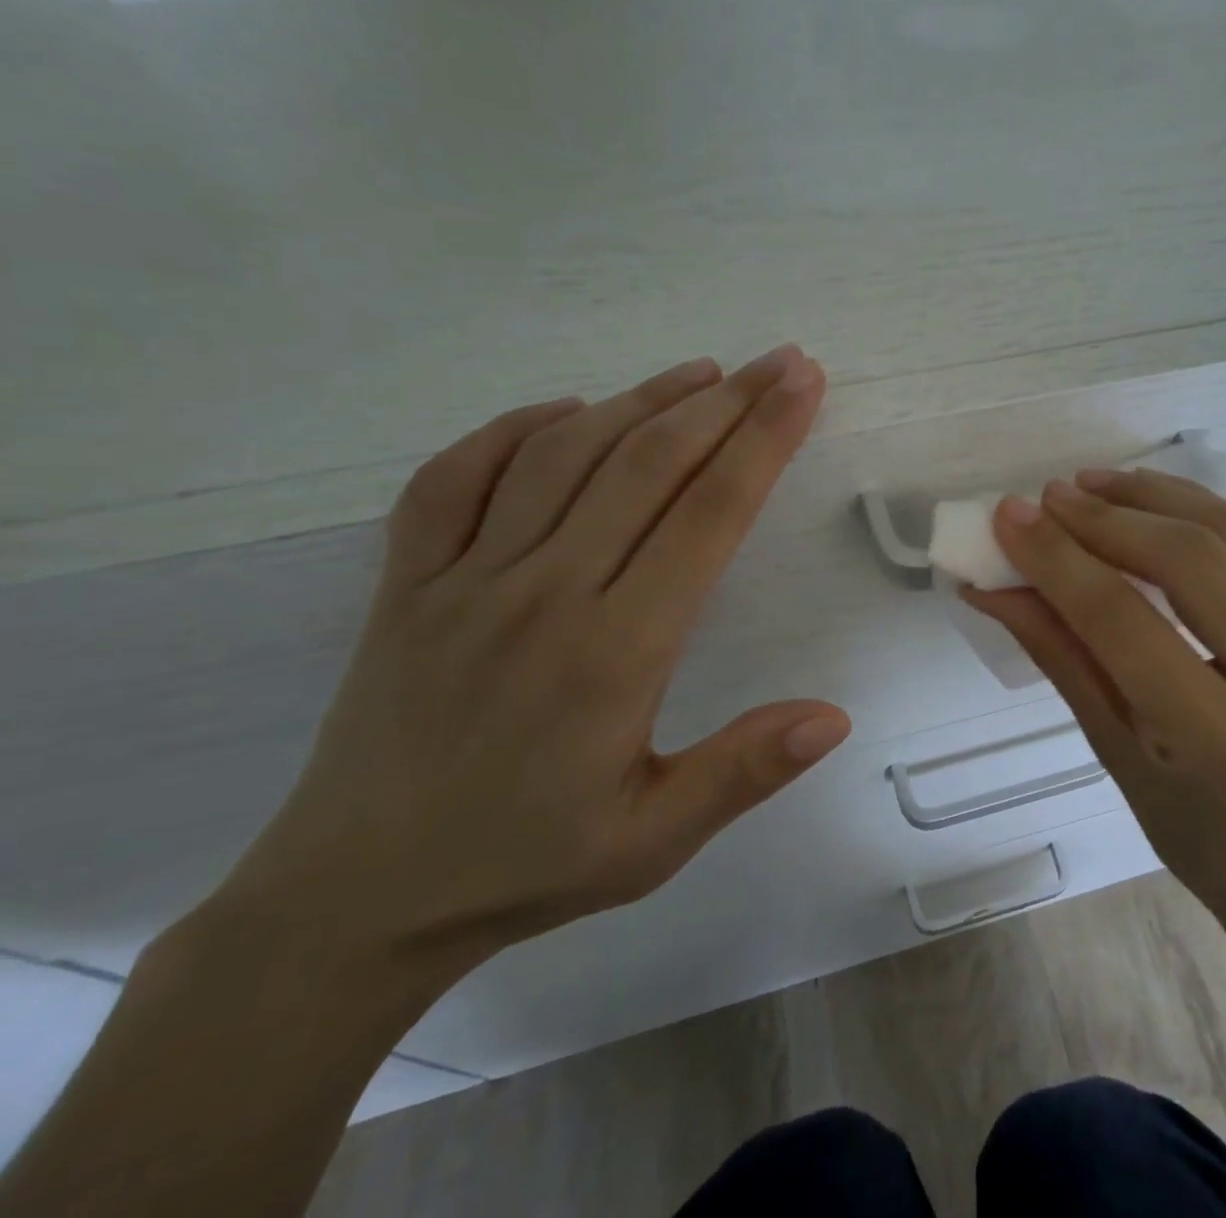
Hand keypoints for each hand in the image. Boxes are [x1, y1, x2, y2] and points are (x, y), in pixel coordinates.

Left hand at [209, 344, 849, 979]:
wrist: (351, 902)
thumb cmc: (524, 864)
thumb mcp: (652, 842)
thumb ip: (744, 772)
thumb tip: (835, 716)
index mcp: (614, 652)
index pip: (707, 515)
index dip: (763, 441)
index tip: (803, 387)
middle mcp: (541, 594)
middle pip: (647, 465)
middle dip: (727, 403)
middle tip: (780, 362)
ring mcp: (462, 581)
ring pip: (563, 455)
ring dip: (640, 400)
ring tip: (701, 373)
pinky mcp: (404, 584)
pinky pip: (454, 478)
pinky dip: (514, 430)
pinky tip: (565, 411)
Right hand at [967, 469, 1225, 941]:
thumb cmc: (1200, 835)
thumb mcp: (1116, 755)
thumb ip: (1060, 656)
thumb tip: (994, 587)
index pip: (1125, 623)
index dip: (1058, 559)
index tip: (1009, 515)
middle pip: (1191, 561)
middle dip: (1107, 517)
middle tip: (1048, 498)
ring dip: (1153, 497)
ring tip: (1092, 485)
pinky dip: (1198, 510)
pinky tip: (1150, 503)